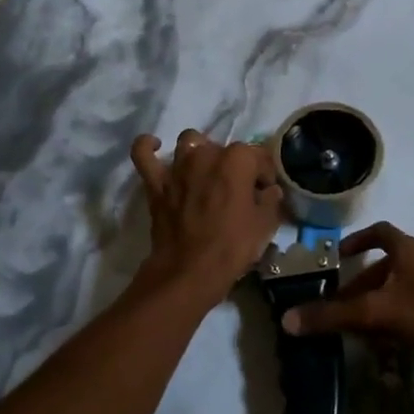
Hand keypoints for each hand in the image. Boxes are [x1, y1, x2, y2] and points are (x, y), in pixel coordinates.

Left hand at [130, 130, 283, 297]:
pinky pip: (143, 154)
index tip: (264, 193)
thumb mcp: (266, 225)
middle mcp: (206, 153)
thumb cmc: (232, 246)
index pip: (258, 156)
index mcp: (237, 159)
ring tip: (205, 172)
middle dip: (234, 166)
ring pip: (189, 142)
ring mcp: (177, 166)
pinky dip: (147, 147)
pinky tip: (155, 146)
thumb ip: (271, 200)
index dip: (264, 175)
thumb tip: (269, 190)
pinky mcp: (155, 182)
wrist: (190, 271)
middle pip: (224, 149)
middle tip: (237, 191)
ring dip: (199, 152)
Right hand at [281, 222, 413, 375]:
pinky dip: (396, 316)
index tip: (340, 255)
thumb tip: (287, 320)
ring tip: (358, 324)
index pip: (380, 232)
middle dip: (362, 282)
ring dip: (378, 301)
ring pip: (400, 287)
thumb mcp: (375, 313)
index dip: (359, 240)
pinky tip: (386, 340)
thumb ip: (333, 316)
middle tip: (340, 302)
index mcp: (407, 249)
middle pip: (387, 264)